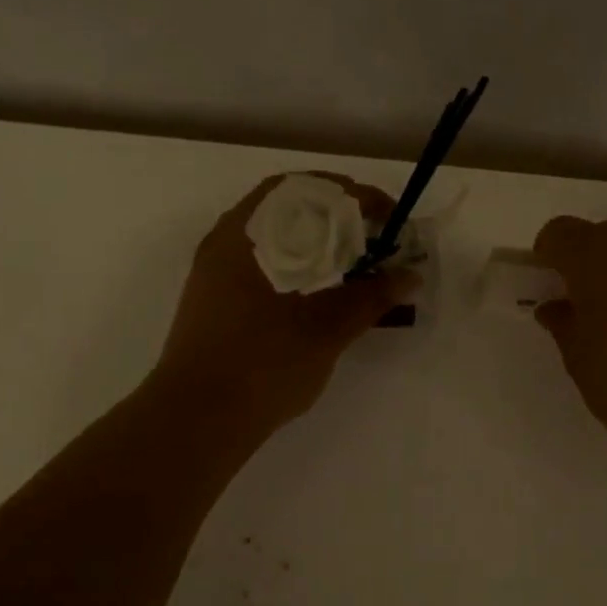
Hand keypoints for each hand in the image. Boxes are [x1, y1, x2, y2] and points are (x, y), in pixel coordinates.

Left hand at [154, 175, 418, 440]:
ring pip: (273, 234)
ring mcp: (216, 269)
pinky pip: (261, 261)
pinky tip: (317, 292)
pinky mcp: (214, 297)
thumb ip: (369, 297)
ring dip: (316, 240)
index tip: (390, 218)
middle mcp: (228, 239)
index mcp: (251, 233)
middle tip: (375, 238)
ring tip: (352, 264)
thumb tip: (408, 276)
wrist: (198, 417)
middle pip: (289, 205)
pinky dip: (295, 263)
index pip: (310, 188)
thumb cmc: (264, 365)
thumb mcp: (326, 329)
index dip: (357, 196)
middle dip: (338, 215)